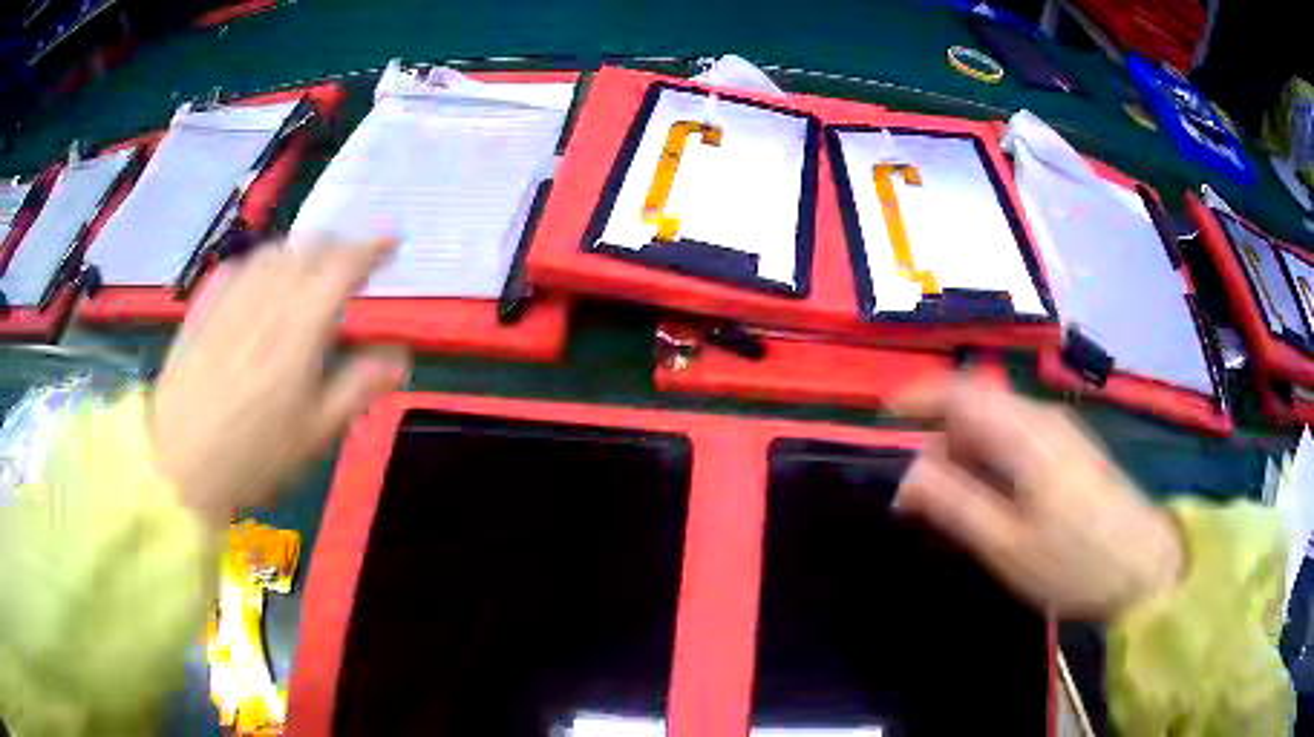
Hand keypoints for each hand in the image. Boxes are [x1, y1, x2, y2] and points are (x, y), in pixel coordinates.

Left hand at [150, 238, 410, 523]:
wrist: (178, 464)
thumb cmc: (253, 456)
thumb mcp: (315, 434)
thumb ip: (358, 389)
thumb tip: (399, 359)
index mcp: (299, 329)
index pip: (342, 266)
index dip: (372, 249)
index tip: (391, 245)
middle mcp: (266, 299)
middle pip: (309, 248)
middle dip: (339, 247)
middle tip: (353, 267)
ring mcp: (231, 298)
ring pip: (275, 251)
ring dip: (303, 251)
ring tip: (311, 271)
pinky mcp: (204, 306)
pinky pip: (241, 266)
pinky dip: (265, 263)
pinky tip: (264, 284)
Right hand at [891, 376, 1182, 618]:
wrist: (1144, 566)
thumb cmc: (1073, 560)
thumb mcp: (1005, 543)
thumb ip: (954, 503)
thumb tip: (907, 474)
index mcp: (1025, 433)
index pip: (963, 391)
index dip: (921, 395)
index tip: (887, 414)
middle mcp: (1042, 419)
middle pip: (980, 408)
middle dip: (942, 441)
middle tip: (921, 496)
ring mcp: (1061, 434)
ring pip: (1000, 426)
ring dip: (968, 456)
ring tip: (953, 509)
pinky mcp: (1072, 452)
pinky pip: (1020, 442)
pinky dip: (993, 464)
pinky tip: (993, 504)